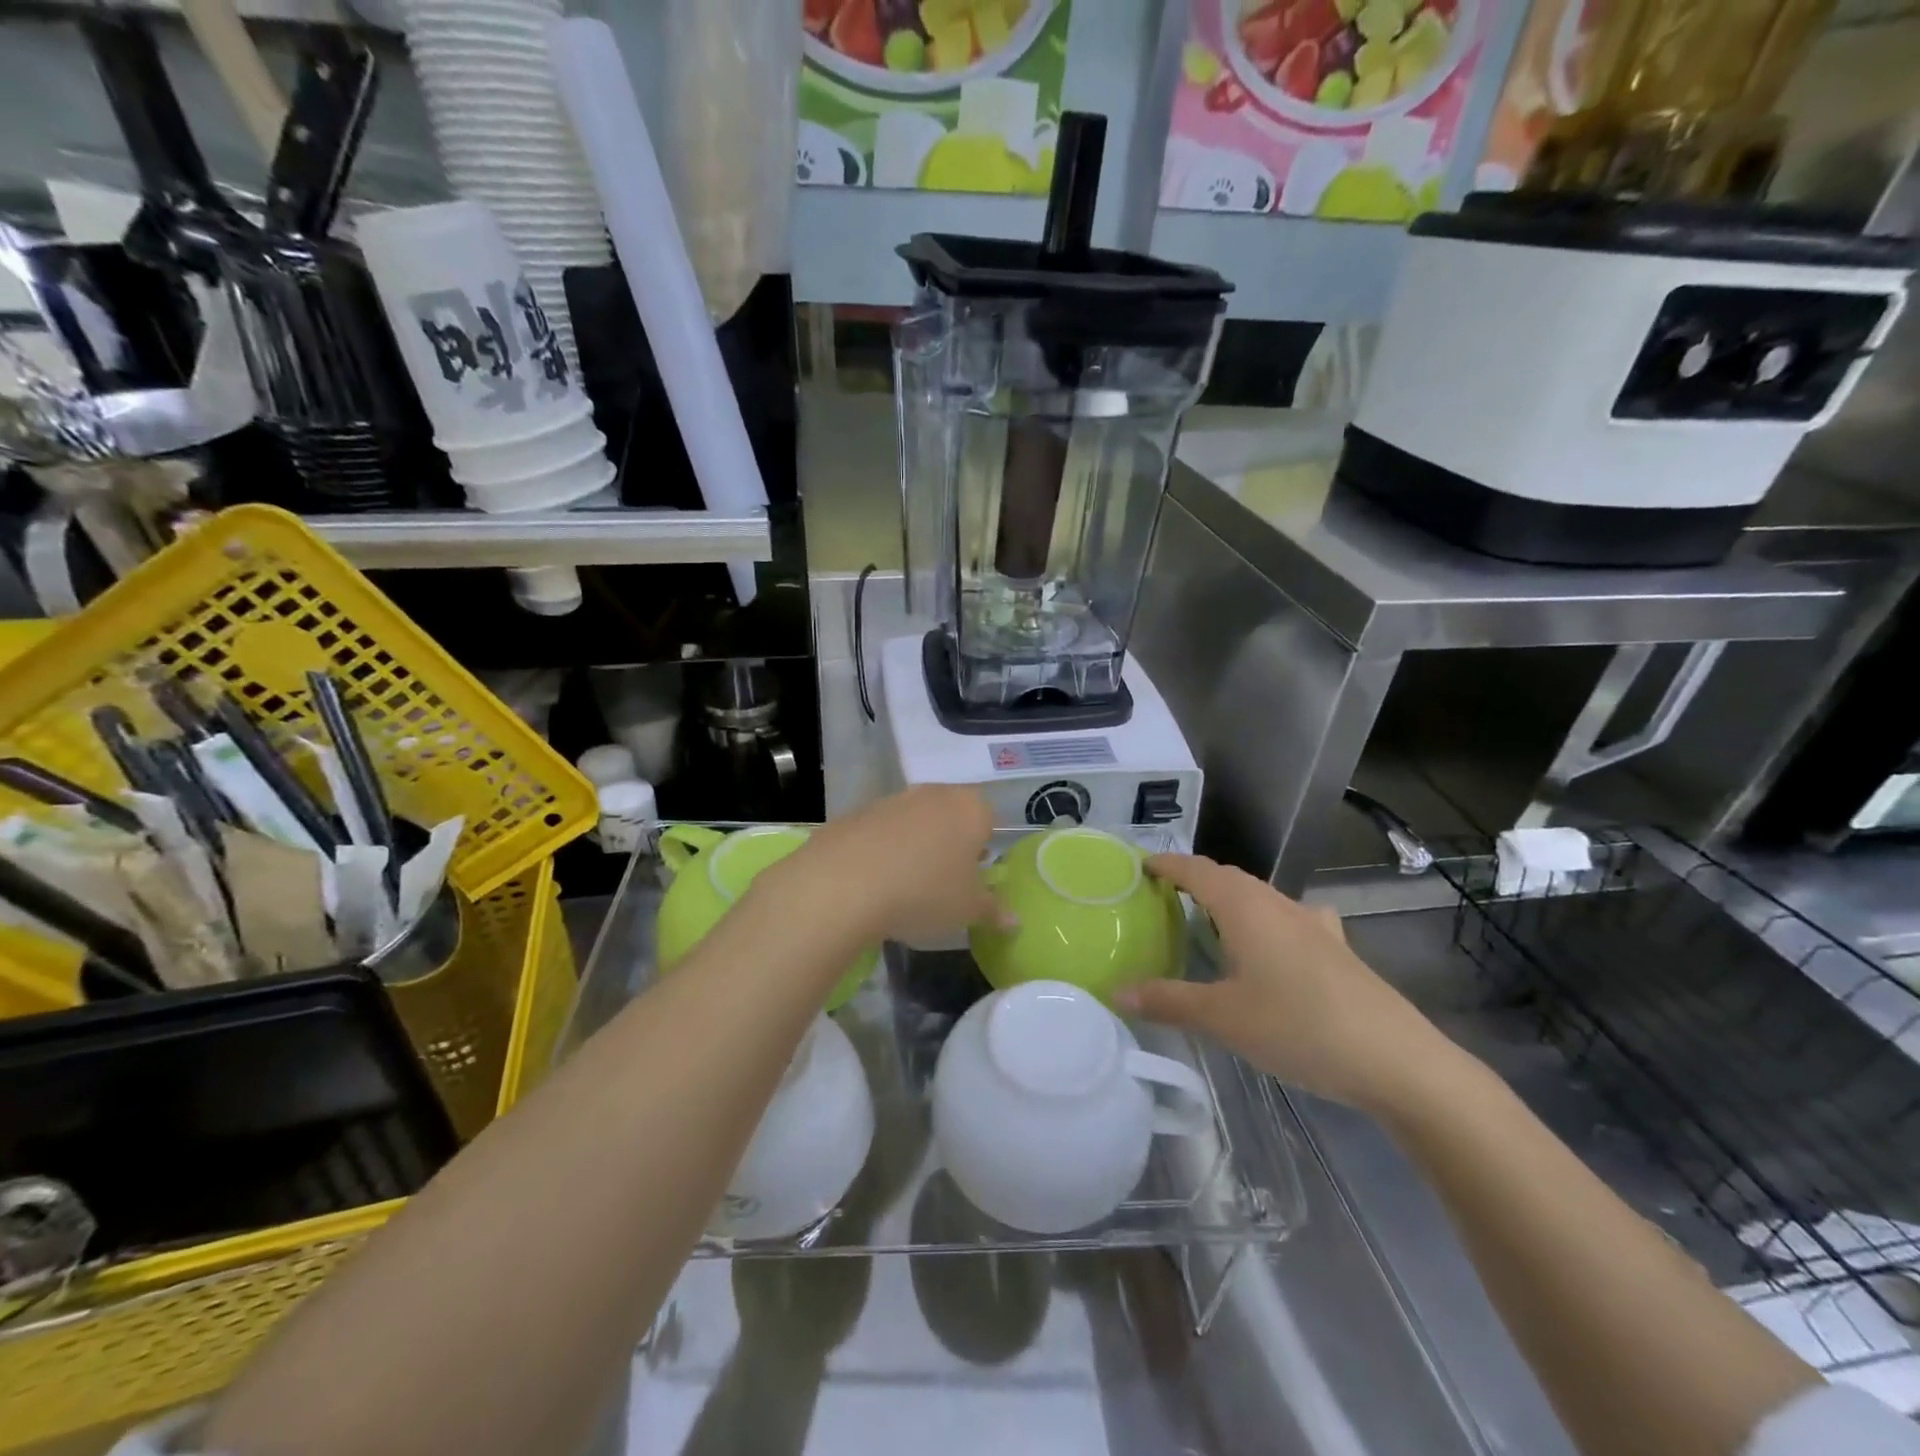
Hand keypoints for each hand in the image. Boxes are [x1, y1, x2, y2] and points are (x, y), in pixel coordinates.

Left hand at [773, 786, 999, 944]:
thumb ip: (994, 911)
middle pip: (950, 818)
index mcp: (970, 809)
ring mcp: (893, 799)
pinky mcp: (857, 812)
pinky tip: (872, 882)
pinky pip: (880, 832)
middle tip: (941, 884)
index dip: (982, 852)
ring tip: (904, 886)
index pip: (988, 823)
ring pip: (914, 823)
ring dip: (914, 847)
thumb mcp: (968, 911)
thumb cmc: (925, 892)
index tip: (971, 881)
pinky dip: (881, 851)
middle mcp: (934, 794)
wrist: (845, 883)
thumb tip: (1014, 920)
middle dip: (949, 847)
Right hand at [1115, 854, 1460, 1113]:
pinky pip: (1290, 918)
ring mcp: (1313, 924)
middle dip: (1194, 880)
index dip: (1166, 864)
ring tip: (1208, 920)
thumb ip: (1167, 1001)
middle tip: (1163, 897)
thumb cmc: (1299, 1027)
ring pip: (1260, 896)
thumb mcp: (1223, 1018)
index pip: (1196, 870)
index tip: (1140, 867)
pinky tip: (1274, 945)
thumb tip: (1116, 992)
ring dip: (1229, 898)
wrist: (1397, 1060)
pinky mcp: (1336, 949)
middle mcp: (1278, 904)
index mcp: (1245, 907)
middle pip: (1228, 877)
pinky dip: (1266, 919)